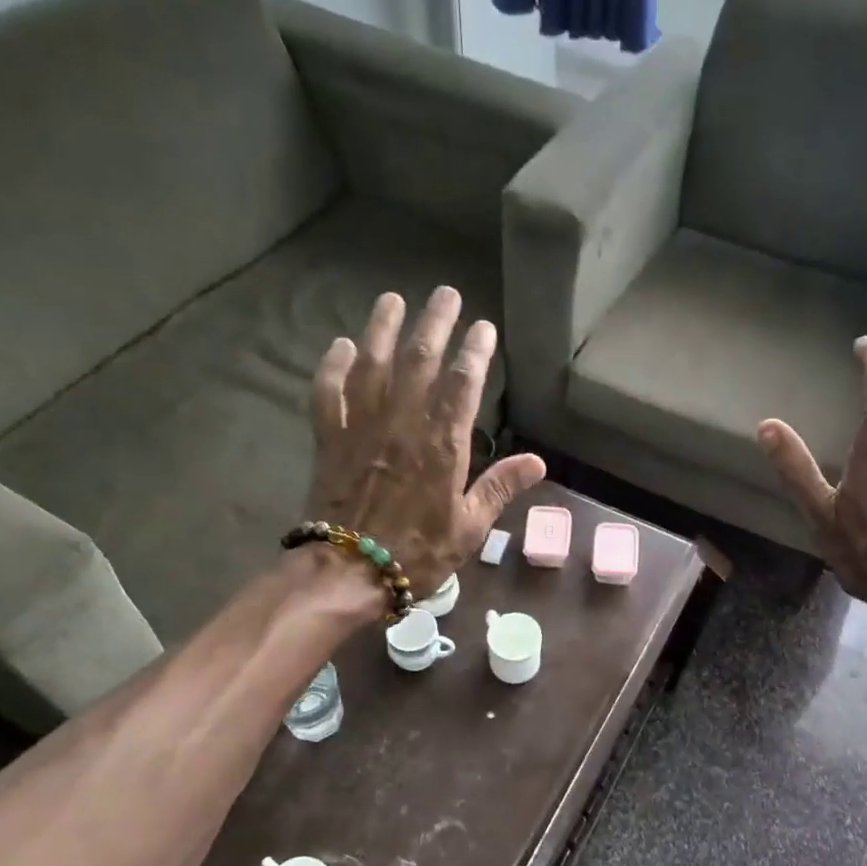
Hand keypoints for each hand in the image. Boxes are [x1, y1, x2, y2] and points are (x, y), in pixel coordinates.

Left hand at [307, 287, 544, 598]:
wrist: (348, 572)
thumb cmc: (418, 554)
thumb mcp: (470, 528)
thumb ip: (500, 488)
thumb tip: (538, 462)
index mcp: (442, 445)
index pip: (462, 384)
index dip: (475, 351)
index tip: (483, 327)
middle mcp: (402, 424)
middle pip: (419, 360)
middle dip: (434, 322)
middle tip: (445, 293)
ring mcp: (361, 428)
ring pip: (373, 365)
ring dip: (383, 329)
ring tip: (393, 300)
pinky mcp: (330, 440)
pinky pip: (328, 394)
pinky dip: (333, 367)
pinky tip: (341, 346)